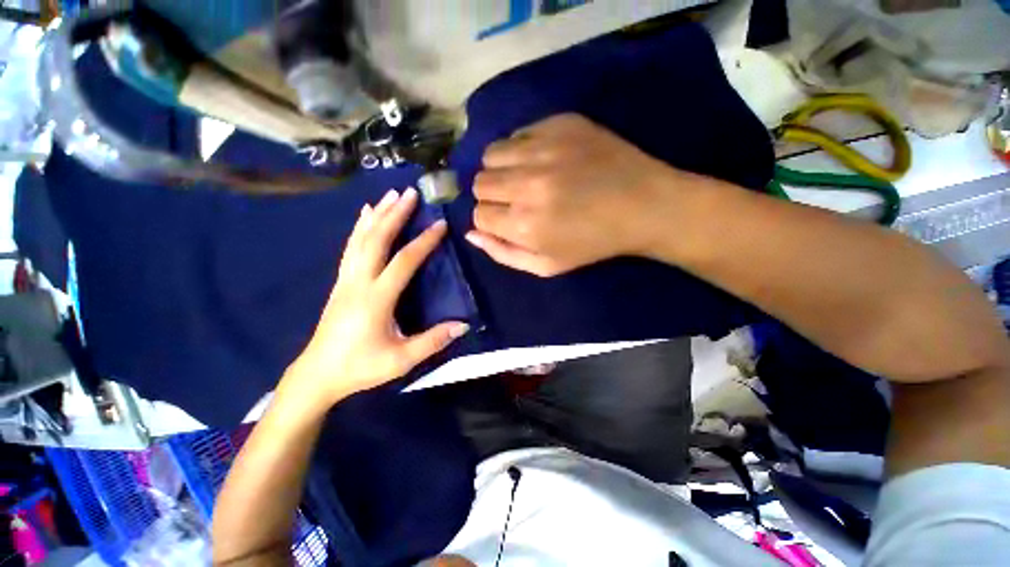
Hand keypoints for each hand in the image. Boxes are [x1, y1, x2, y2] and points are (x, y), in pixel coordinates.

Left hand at [283, 188, 469, 407]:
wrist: (318, 374)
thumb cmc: (361, 367)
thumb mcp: (401, 359)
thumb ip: (433, 341)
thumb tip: (463, 325)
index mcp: (376, 298)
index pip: (404, 261)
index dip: (424, 241)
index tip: (441, 224)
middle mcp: (359, 282)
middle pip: (377, 239)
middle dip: (395, 214)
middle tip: (411, 193)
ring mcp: (346, 279)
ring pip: (361, 239)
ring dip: (377, 215)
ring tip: (390, 194)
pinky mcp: (340, 282)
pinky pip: (351, 247)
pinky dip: (359, 228)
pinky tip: (364, 216)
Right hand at [467, 113, 688, 275]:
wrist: (643, 206)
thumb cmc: (592, 243)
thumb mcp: (546, 266)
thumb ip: (503, 253)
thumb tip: (470, 234)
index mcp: (524, 224)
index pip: (479, 216)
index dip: (491, 220)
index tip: (508, 221)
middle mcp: (527, 185)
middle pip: (480, 184)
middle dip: (493, 196)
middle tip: (517, 200)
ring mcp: (543, 150)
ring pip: (492, 155)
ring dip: (501, 169)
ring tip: (524, 177)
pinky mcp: (560, 124)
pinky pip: (518, 134)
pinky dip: (521, 149)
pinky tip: (542, 159)